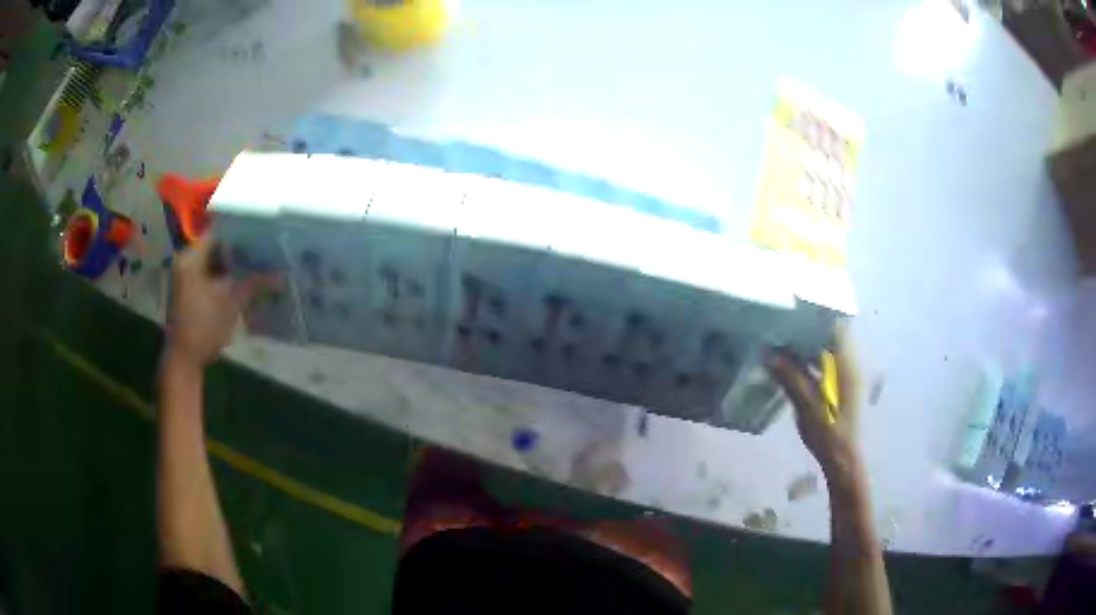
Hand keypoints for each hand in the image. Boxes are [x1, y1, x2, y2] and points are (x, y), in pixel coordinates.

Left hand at [164, 234, 249, 367]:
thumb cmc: (203, 328)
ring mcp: (186, 275)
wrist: (185, 359)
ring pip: (214, 260)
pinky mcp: (189, 288)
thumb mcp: (231, 304)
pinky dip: (224, 274)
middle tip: (262, 247)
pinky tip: (242, 278)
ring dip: (232, 262)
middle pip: (215, 245)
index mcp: (191, 258)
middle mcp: (186, 261)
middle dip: (238, 248)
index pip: (217, 232)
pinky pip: (209, 273)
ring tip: (256, 261)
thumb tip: (281, 274)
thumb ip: (254, 284)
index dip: (239, 231)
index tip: (260, 232)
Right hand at [766, 324, 862, 479]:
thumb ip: (790, 377)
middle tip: (784, 326)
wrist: (843, 460)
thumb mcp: (806, 406)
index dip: (817, 314)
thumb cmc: (828, 433)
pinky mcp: (845, 386)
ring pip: (832, 348)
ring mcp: (850, 375)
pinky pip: (830, 361)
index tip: (794, 309)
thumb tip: (768, 353)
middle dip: (810, 328)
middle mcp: (852, 364)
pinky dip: (815, 358)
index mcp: (847, 364)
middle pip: (833, 334)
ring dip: (811, 344)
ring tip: (785, 342)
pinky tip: (797, 365)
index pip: (836, 325)